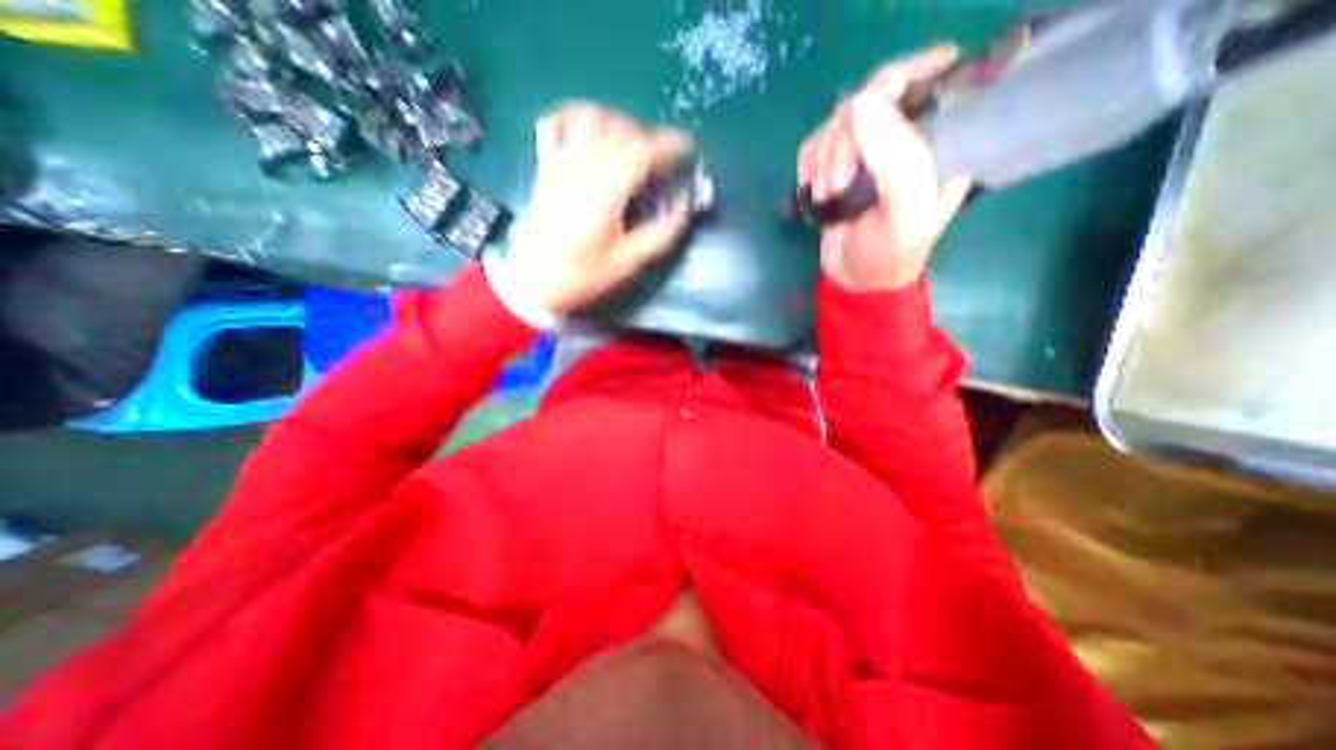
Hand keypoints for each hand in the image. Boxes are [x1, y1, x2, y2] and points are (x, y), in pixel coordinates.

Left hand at [492, 99, 698, 312]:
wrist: (532, 281)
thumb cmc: (580, 276)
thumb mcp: (625, 264)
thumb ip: (658, 237)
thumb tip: (682, 212)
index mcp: (605, 192)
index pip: (641, 151)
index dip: (668, 144)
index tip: (687, 148)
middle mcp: (582, 167)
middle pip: (620, 130)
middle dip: (649, 137)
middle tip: (663, 159)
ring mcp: (560, 163)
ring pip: (591, 118)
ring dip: (618, 122)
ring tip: (631, 143)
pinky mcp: (546, 167)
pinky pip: (557, 123)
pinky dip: (577, 116)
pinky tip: (589, 130)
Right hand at [798, 47, 979, 288]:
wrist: (856, 281)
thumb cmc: (891, 252)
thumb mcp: (905, 213)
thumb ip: (896, 161)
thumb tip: (860, 103)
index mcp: (941, 136)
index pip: (925, 75)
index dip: (892, 87)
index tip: (865, 125)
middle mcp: (907, 133)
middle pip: (870, 96)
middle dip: (844, 141)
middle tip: (838, 183)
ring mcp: (868, 148)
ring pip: (837, 121)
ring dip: (824, 160)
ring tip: (828, 196)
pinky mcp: (837, 164)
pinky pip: (814, 142)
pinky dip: (808, 164)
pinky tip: (813, 190)